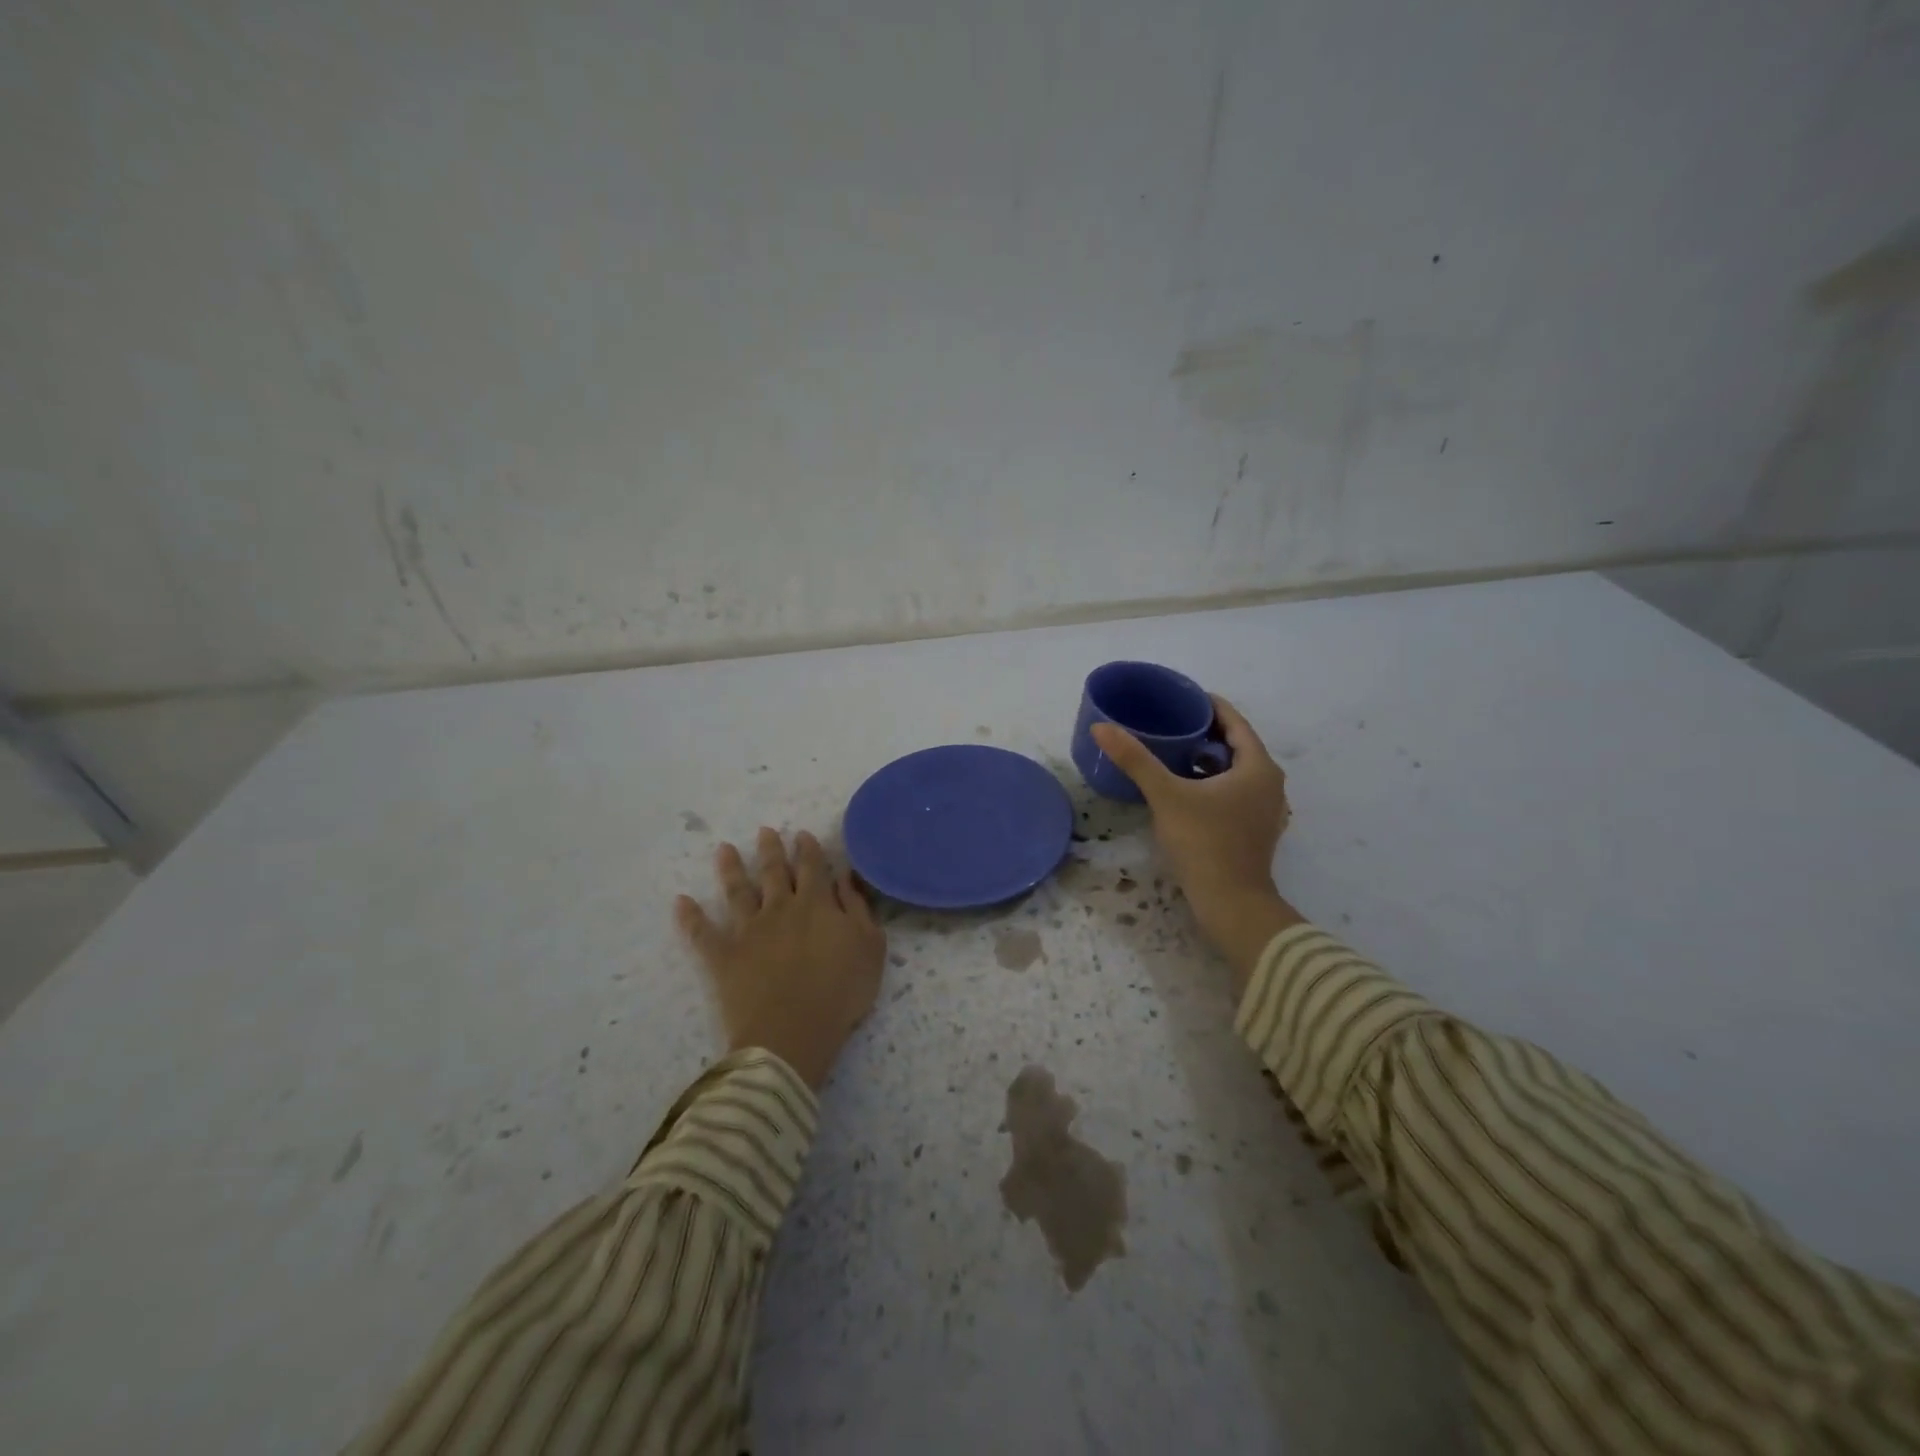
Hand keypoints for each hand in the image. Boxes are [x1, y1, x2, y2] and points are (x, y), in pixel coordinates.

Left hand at [675, 828, 885, 1088]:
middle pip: (773, 872)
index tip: (800, 834)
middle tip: (764, 831)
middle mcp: (780, 908)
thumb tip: (845, 875)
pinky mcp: (723, 956)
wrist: (792, 1032)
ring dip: (730, 868)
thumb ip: (858, 907)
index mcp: (817, 904)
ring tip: (723, 849)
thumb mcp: (870, 946)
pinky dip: (691, 916)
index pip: (812, 867)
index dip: (807, 849)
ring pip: (737, 891)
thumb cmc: (841, 991)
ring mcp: (748, 930)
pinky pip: (702, 932)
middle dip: (770, 849)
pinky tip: (681, 901)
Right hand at [1090, 696, 1303, 990]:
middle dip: (1204, 731)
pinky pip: (1235, 791)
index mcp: (1258, 766)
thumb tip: (1101, 728)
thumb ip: (1135, 759)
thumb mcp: (1166, 795)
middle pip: (1236, 744)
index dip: (1207, 705)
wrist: (1231, 902)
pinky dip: (1213, 782)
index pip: (1234, 721)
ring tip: (1173, 751)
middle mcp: (1269, 782)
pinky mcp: (1256, 829)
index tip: (1179, 697)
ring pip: (1235, 770)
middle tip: (1170, 722)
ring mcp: (1266, 808)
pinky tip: (1185, 788)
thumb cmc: (1204, 842)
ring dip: (1207, 759)